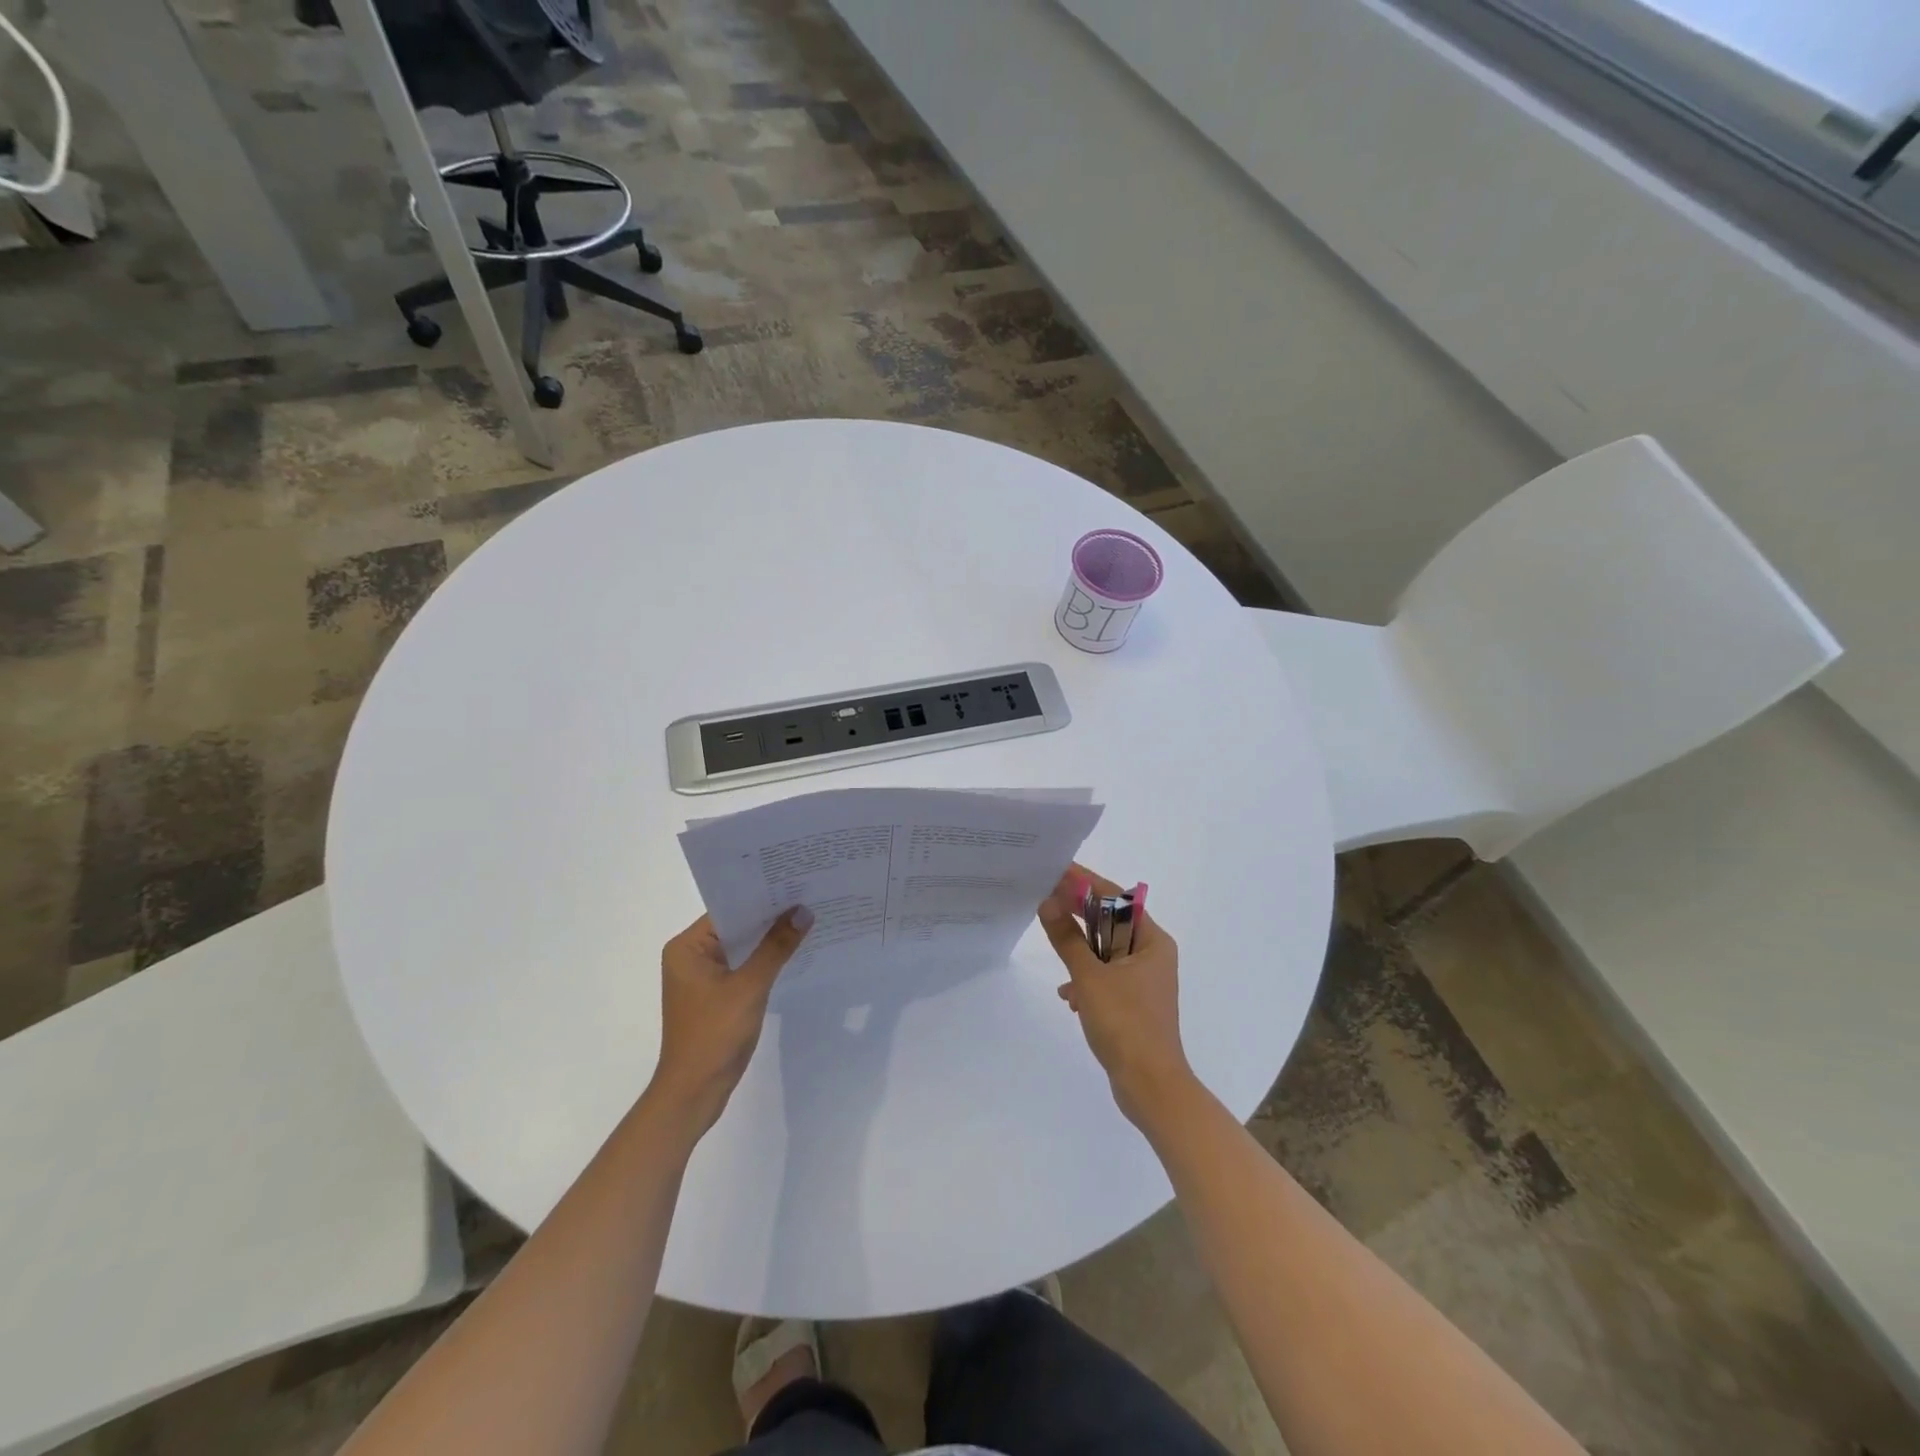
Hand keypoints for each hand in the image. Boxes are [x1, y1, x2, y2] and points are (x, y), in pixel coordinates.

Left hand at [648, 908, 811, 1134]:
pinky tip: (793, 953)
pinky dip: (764, 962)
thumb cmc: (714, 1034)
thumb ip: (776, 947)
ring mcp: (702, 978)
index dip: (761, 897)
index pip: (728, 910)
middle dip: (770, 918)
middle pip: (736, 927)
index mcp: (687, 948)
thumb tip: (803, 912)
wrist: (694, 1092)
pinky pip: (743, 968)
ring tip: (807, 920)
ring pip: (742, 948)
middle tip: (808, 897)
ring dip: (769, 941)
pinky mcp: (716, 997)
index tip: (795, 883)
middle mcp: (690, 957)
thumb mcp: (750, 986)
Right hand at [1038, 864, 1197, 1131]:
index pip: (1116, 899)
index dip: (1085, 883)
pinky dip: (1086, 978)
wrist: (1150, 1086)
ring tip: (1053, 945)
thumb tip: (1047, 902)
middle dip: (1078, 914)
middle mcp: (1152, 954)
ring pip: (1105, 950)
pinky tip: (1068, 995)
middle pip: (1110, 922)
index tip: (1057, 870)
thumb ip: (1067, 939)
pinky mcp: (1134, 1003)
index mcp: (1152, 941)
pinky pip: (1106, 976)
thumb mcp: (1090, 977)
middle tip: (1045, 898)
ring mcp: (1144, 980)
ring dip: (1080, 949)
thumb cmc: (1125, 1024)